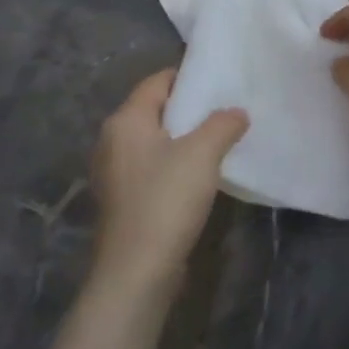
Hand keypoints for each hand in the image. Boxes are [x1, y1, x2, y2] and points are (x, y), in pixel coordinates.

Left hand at [89, 69, 247, 295]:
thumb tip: (236, 112)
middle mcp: (112, 141)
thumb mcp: (203, 153)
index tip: (221, 80)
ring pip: (155, 140)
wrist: (136, 272)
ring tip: (220, 139)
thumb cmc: (166, 200)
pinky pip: (152, 167)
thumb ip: (223, 123)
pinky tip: (200, 174)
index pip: (158, 81)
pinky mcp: (122, 200)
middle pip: (155, 110)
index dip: (189, 77)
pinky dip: (175, 163)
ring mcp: (114, 173)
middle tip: (227, 108)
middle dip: (190, 108)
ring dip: (184, 138)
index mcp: (125, 120)